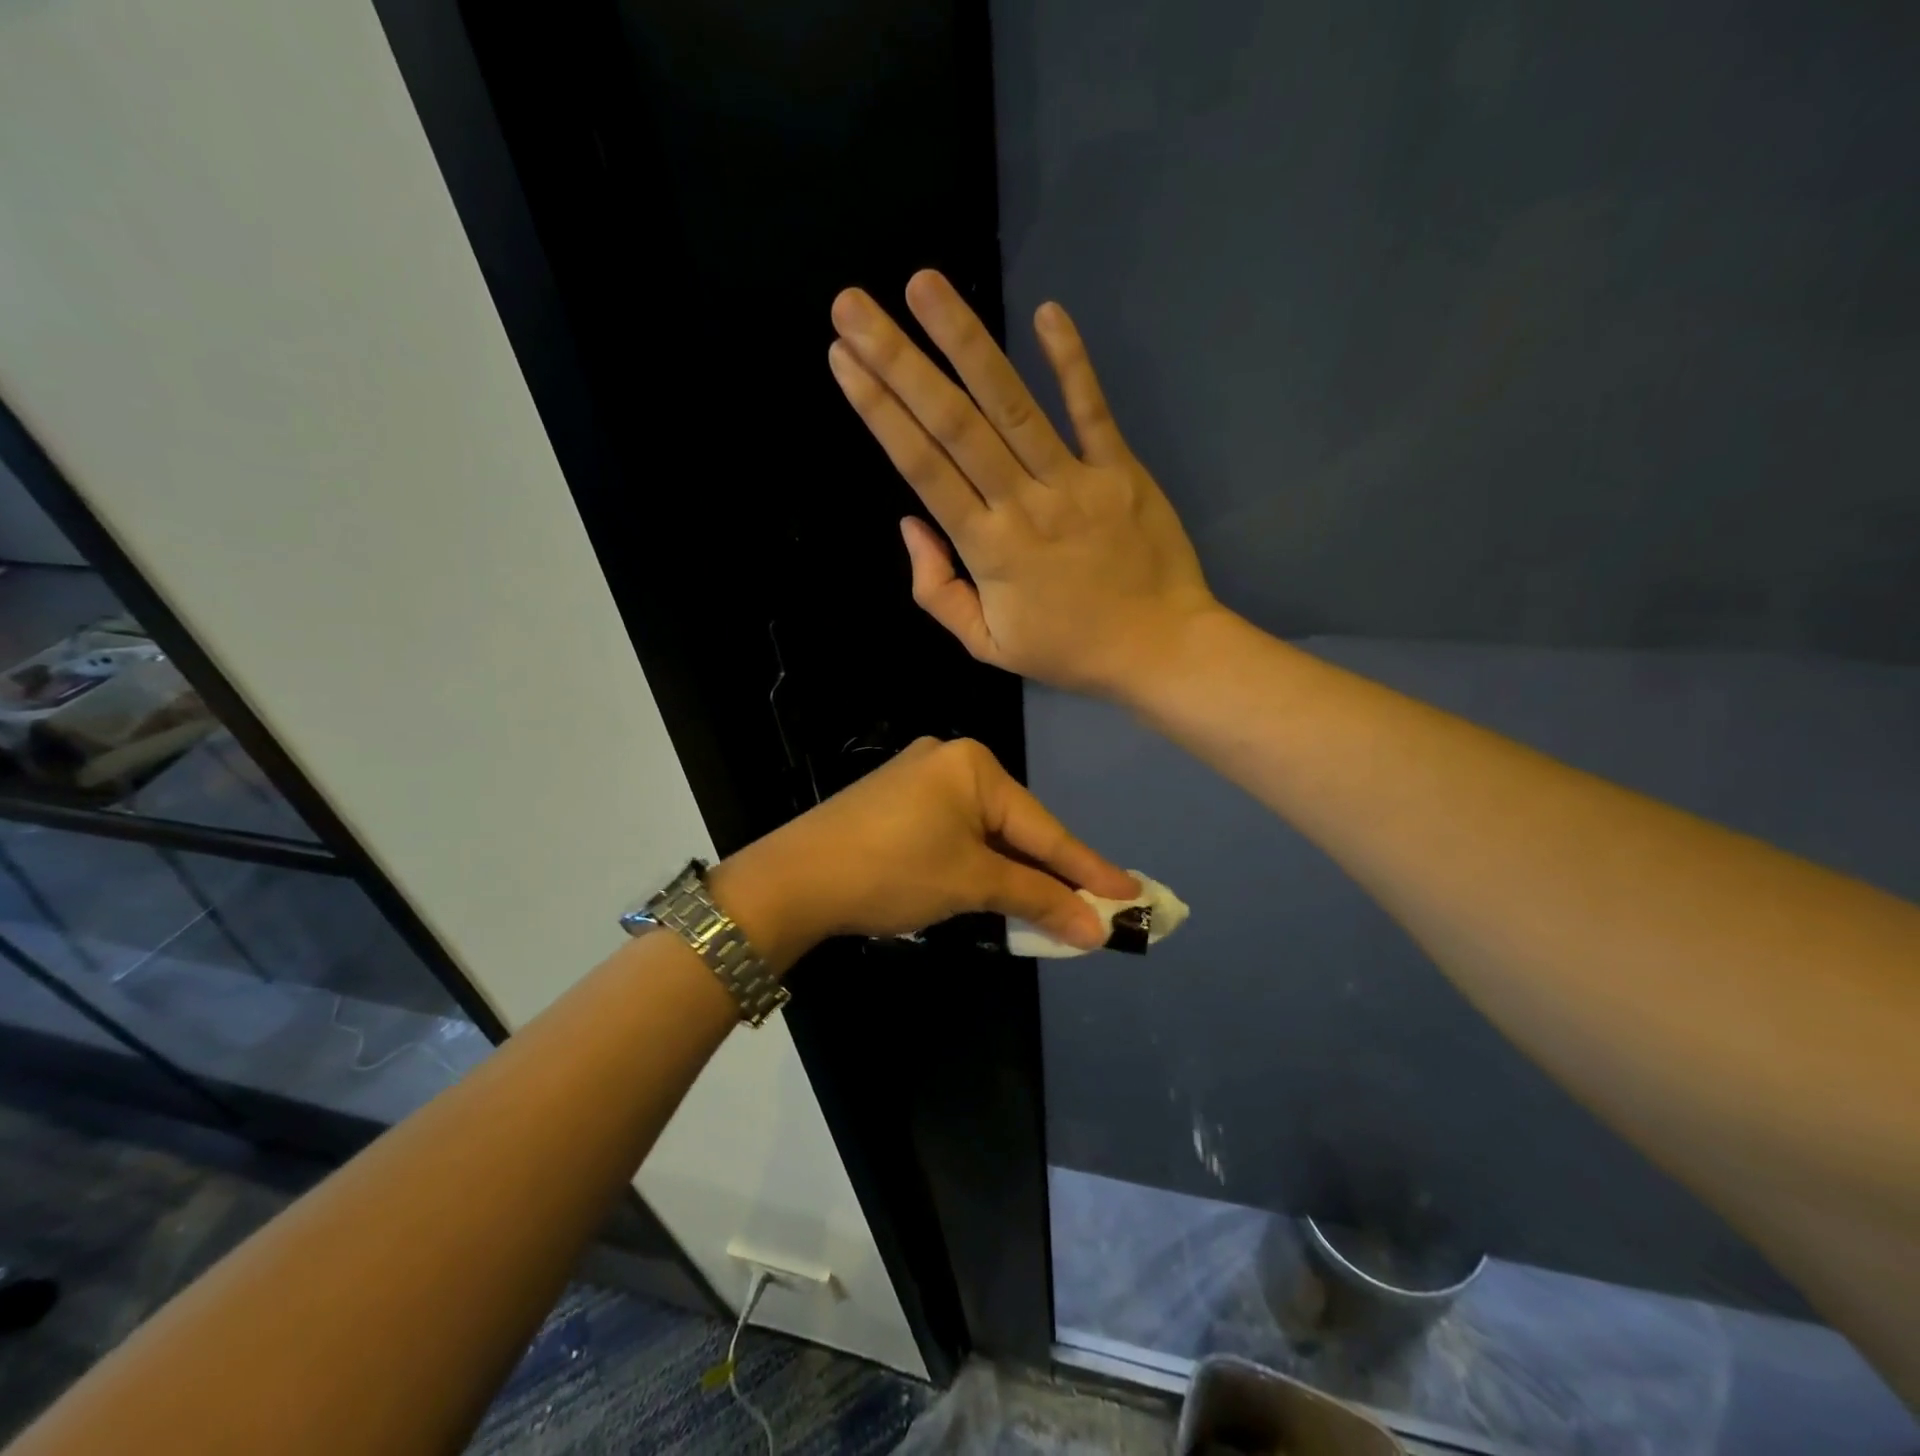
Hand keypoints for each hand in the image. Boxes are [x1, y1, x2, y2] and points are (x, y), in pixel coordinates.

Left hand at [715, 738, 1135, 960]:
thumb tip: (1095, 928)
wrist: (793, 879)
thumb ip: (1037, 899)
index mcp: (974, 765)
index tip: (1132, 894)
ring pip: (985, 833)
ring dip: (1015, 873)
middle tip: (1095, 908)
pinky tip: (997, 888)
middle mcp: (949, 760)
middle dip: (1051, 873)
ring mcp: (919, 779)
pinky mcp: (896, 803)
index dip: (1089, 867)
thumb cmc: (893, 871)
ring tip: (1053, 908)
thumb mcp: (971, 883)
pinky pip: (956, 833)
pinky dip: (979, 864)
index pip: (1044, 827)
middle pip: (1016, 826)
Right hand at [827, 270, 1218, 698]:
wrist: (1159, 651)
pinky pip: (1092, 410)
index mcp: (988, 550)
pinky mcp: (1121, 471)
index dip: (880, 413)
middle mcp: (1024, 505)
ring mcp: (1075, 483)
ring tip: (924, 285)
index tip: (843, 361)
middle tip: (854, 305)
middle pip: (954, 425)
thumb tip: (910, 525)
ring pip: (1013, 405)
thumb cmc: (1069, 650)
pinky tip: (1046, 312)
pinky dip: (1071, 363)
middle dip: (899, 361)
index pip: (923, 469)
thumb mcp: (987, 645)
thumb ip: (937, 591)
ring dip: (966, 342)